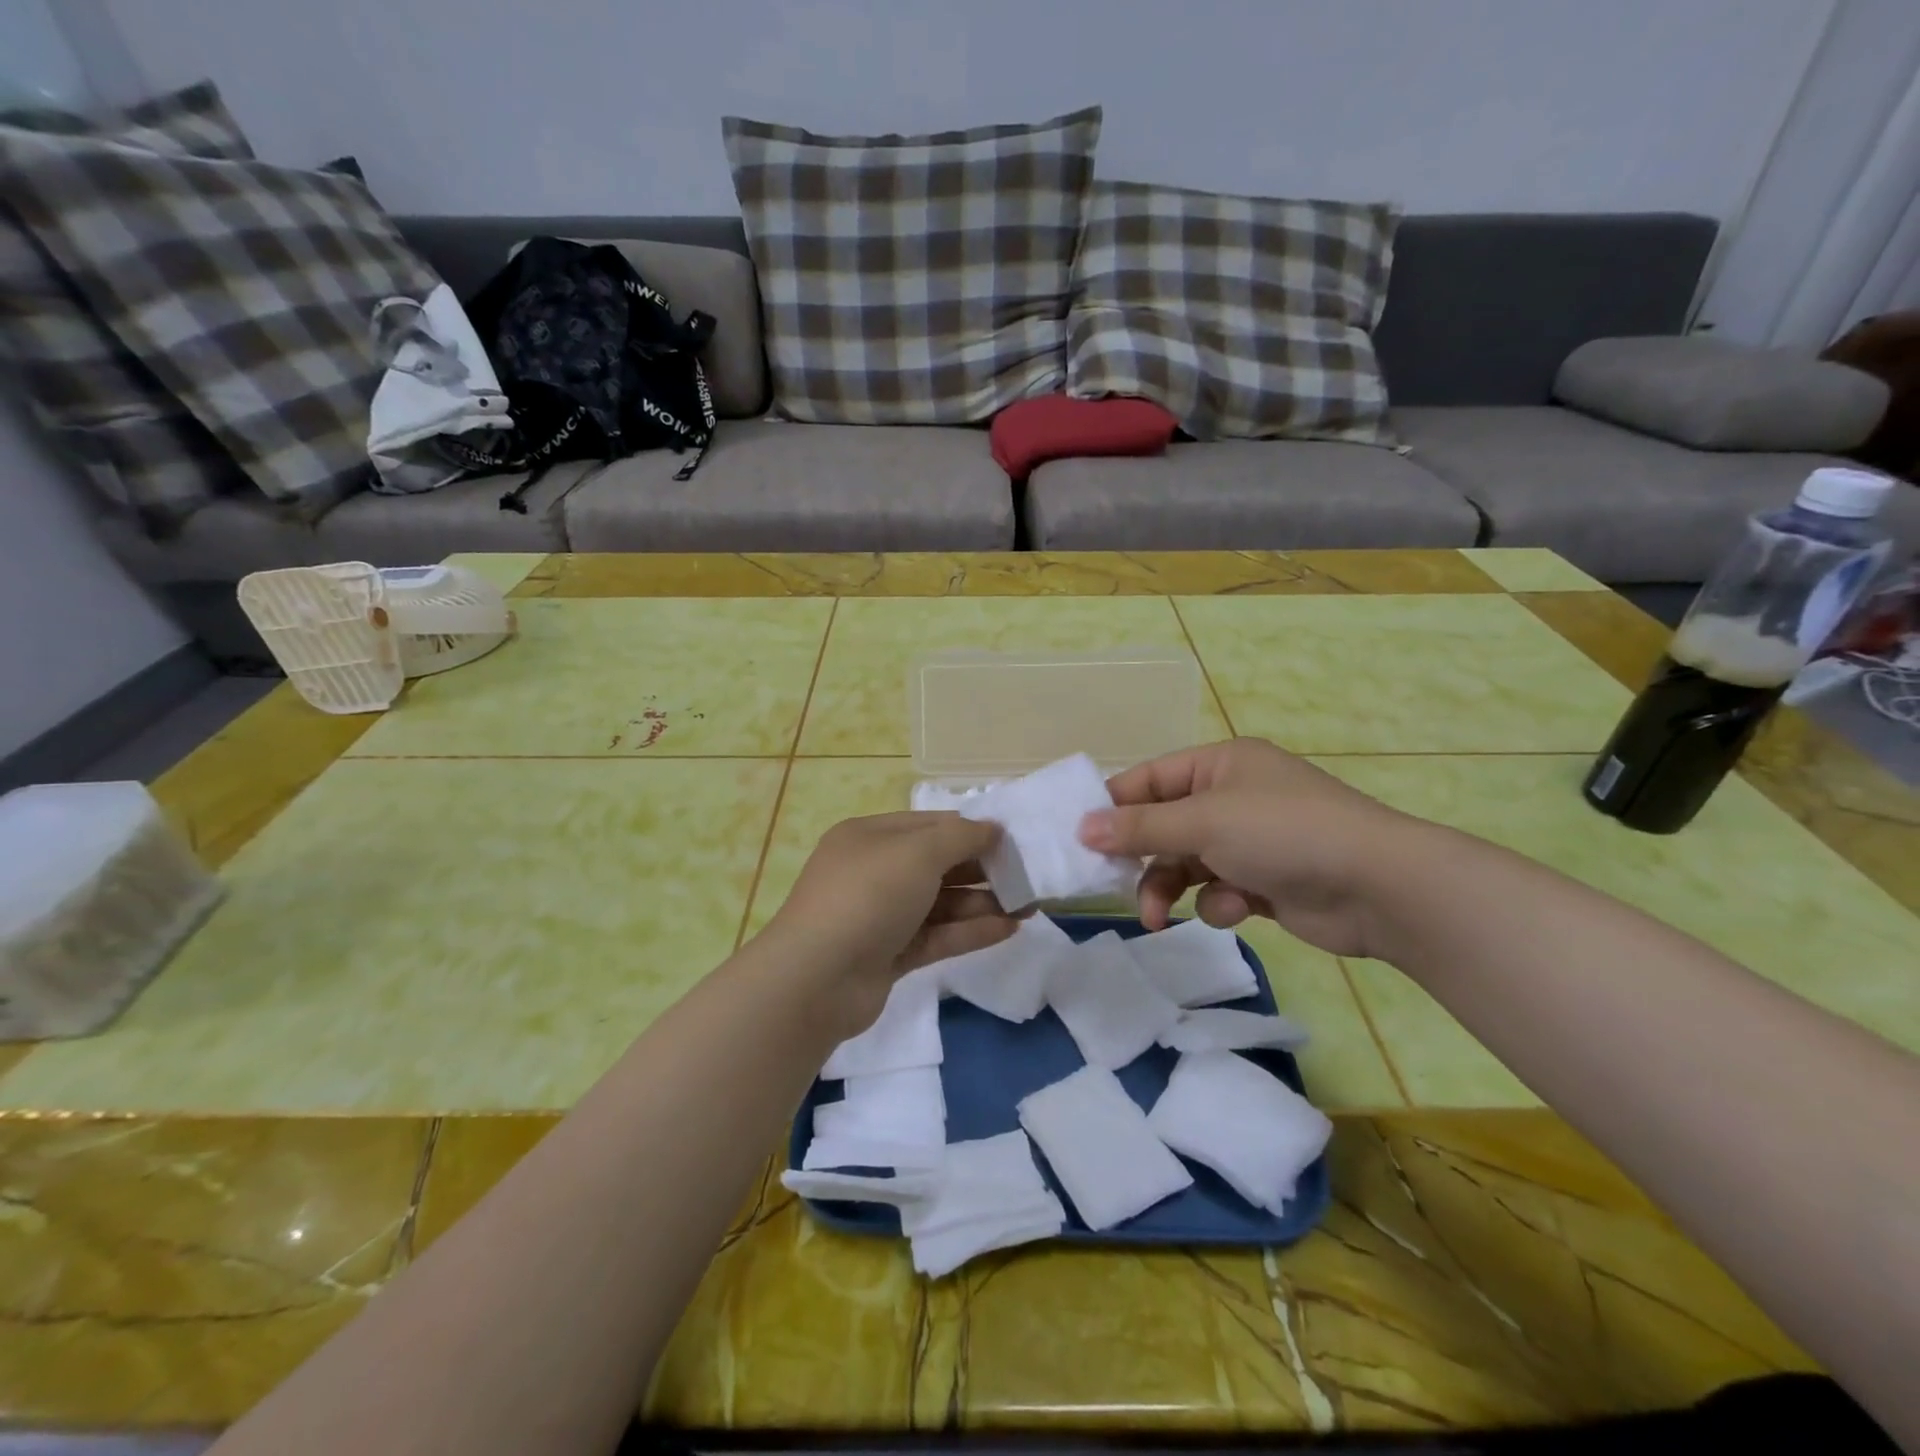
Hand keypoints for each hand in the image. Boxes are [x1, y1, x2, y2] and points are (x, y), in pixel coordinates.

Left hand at [762, 812, 1016, 1038]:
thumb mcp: (917, 853)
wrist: (817, 979)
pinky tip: (1009, 930)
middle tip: (1028, 879)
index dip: (972, 830)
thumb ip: (961, 838)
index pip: (930, 825)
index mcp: (870, 836)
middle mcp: (874, 871)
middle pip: (937, 864)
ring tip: (1029, 907)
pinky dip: (970, 931)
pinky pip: (937, 935)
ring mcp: (881, 915)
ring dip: (983, 903)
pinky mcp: (890, 954)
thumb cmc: (868, 896)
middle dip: (983, 870)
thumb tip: (993, 829)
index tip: (1013, 841)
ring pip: (940, 903)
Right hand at [1079, 737, 1410, 958]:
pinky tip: (1234, 909)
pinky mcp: (1266, 881)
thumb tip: (1082, 828)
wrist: (1378, 887)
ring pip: (1187, 862)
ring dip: (1169, 887)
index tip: (1080, 839)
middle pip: (1165, 825)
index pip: (1150, 779)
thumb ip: (1139, 827)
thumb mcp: (1203, 822)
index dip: (1114, 807)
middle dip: (1142, 857)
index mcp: (1220, 764)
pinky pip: (1219, 888)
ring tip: (1159, 916)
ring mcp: (1251, 840)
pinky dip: (1218, 902)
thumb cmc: (1283, 833)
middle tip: (1112, 885)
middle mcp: (1233, 796)